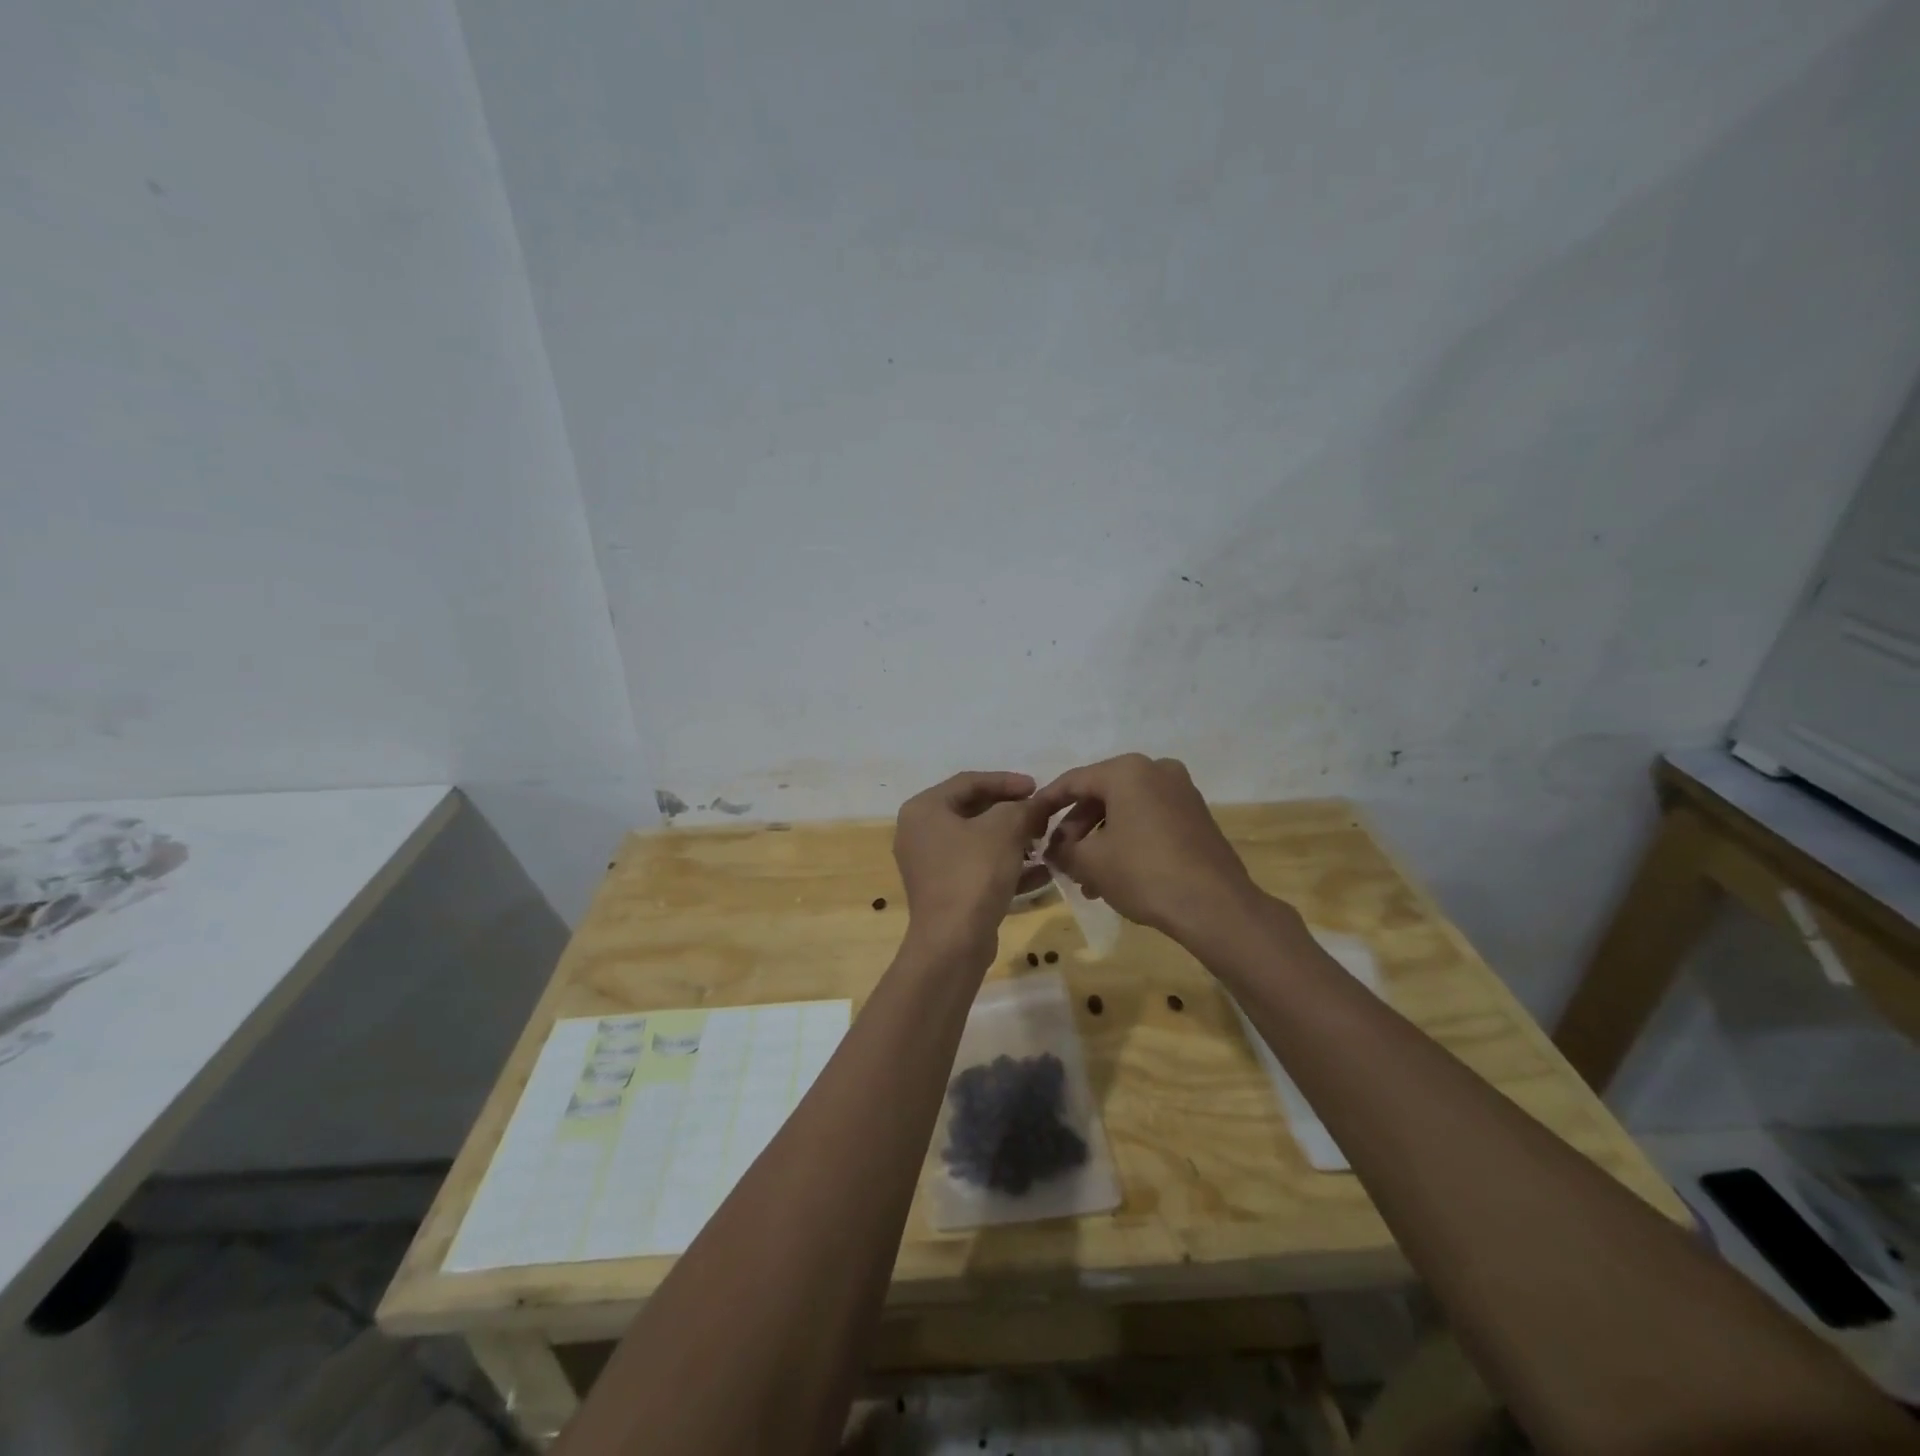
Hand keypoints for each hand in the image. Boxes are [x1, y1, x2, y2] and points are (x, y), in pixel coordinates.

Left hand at [893, 771, 1049, 966]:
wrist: (954, 942)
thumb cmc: (974, 873)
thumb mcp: (1004, 830)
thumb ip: (1023, 808)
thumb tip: (1038, 803)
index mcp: (924, 809)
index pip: (969, 782)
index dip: (1007, 781)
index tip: (1038, 787)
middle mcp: (920, 833)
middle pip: (973, 810)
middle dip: (1012, 813)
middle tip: (1042, 815)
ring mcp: (931, 865)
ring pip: (978, 842)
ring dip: (1014, 840)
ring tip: (1045, 842)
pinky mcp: (945, 892)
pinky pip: (979, 869)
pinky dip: (1007, 867)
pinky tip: (1042, 872)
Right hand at [1036, 754, 1267, 942]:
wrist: (1214, 906)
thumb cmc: (1143, 873)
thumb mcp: (1090, 862)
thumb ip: (1063, 850)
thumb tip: (1053, 850)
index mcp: (1127, 771)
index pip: (1073, 781)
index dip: (1047, 802)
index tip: (1030, 822)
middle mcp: (1156, 770)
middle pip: (1101, 795)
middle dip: (1076, 828)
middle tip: (1060, 856)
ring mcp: (1181, 792)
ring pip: (1126, 811)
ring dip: (1101, 839)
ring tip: (1085, 877)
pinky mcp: (1196, 816)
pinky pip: (1149, 820)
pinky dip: (1127, 840)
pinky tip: (1114, 875)